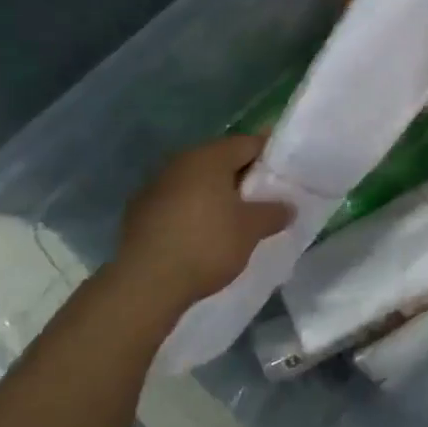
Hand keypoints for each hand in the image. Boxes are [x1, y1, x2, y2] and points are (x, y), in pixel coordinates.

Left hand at [107, 134, 291, 313]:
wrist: (146, 283)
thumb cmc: (207, 245)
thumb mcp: (251, 230)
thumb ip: (274, 212)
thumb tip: (288, 206)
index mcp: (209, 157)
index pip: (248, 143)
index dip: (269, 155)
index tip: (285, 173)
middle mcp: (180, 162)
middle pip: (220, 160)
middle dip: (242, 177)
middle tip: (264, 198)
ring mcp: (155, 185)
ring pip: (196, 181)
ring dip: (216, 194)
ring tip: (234, 219)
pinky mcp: (139, 211)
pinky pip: (177, 201)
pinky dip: (193, 210)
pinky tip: (202, 234)